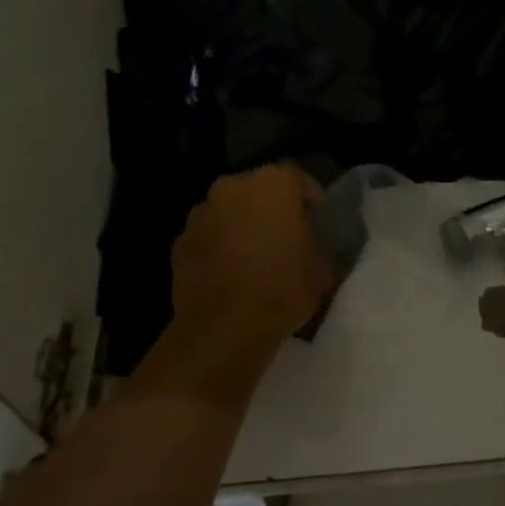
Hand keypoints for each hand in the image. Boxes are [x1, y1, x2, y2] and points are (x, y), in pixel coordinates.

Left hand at [170, 164, 336, 359]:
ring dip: (242, 226)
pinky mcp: (179, 242)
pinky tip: (231, 275)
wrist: (224, 328)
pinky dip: (219, 248)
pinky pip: (208, 237)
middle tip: (287, 237)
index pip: (298, 177)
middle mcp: (232, 186)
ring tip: (255, 258)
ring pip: (229, 212)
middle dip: (272, 209)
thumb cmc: (283, 288)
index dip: (310, 198)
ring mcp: (201, 213)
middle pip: (258, 190)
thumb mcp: (324, 270)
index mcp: (273, 184)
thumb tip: (322, 250)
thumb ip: (325, 248)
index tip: (318, 220)